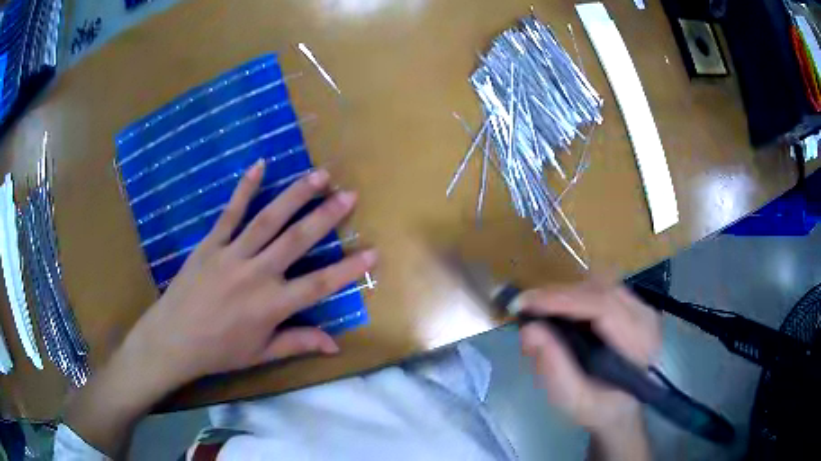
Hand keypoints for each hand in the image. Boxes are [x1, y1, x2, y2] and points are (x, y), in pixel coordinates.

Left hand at [67, 161, 375, 455]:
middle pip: (296, 240)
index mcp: (271, 306)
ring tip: (317, 175)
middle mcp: (256, 274)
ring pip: (268, 219)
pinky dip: (245, 188)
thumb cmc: (219, 350)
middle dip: (326, 216)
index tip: (373, 252)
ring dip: (294, 195)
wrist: (173, 340)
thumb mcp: (261, 353)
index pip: (319, 285)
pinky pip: (230, 212)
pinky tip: (259, 165)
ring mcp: (232, 254)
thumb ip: (298, 342)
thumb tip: (335, 344)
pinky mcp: (211, 244)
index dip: (348, 269)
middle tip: (348, 195)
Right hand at [519, 278, 660, 432]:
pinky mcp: (633, 304)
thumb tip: (529, 330)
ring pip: (600, 284)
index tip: (525, 303)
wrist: (624, 408)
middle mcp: (646, 317)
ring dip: (566, 294)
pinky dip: (576, 296)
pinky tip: (560, 312)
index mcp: (640, 344)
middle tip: (525, 308)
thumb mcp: (575, 401)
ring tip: (540, 311)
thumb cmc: (601, 409)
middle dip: (559, 295)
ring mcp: (641, 307)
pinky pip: (601, 289)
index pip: (604, 307)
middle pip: (600, 289)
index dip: (563, 300)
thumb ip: (554, 369)